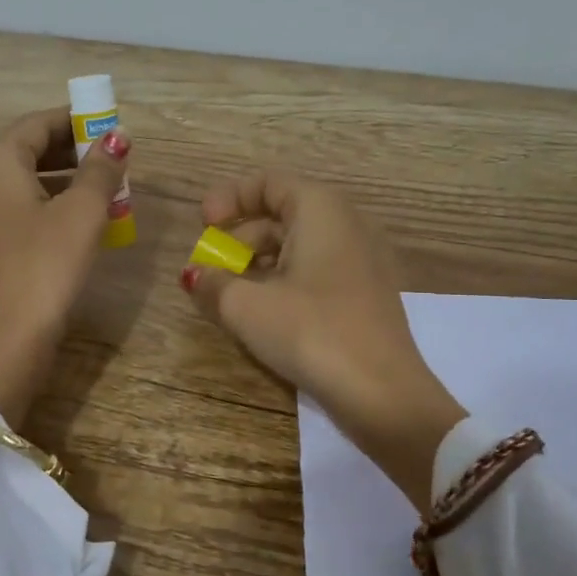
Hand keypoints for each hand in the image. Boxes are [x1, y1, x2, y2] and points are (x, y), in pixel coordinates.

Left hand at [0, 108, 131, 425]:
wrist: (3, 341)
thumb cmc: (43, 266)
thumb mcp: (81, 213)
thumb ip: (101, 170)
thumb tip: (117, 136)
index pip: (39, 123)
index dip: (78, 120)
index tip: (115, 126)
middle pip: (32, 150)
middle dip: (76, 152)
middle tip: (118, 160)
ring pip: (30, 182)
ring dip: (70, 181)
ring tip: (111, 190)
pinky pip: (25, 210)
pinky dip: (55, 206)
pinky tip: (87, 223)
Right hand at [180, 171, 464, 511]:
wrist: (382, 393)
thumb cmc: (310, 331)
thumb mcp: (247, 306)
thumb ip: (212, 283)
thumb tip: (194, 275)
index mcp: (320, 209)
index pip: (268, 182)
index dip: (229, 197)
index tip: (203, 225)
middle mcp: (344, 224)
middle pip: (280, 214)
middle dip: (237, 238)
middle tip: (209, 269)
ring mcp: (359, 261)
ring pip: (296, 247)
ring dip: (256, 265)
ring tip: (227, 296)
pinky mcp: (363, 295)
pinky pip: (314, 272)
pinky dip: (281, 282)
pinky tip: (261, 314)